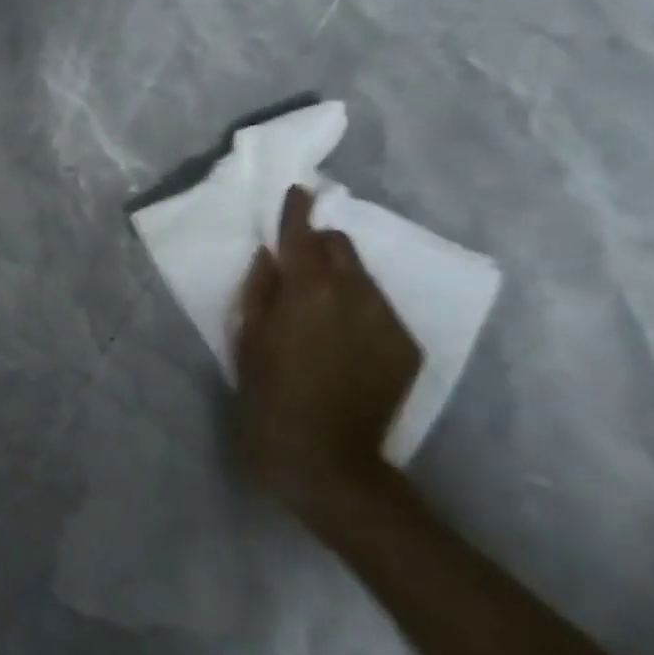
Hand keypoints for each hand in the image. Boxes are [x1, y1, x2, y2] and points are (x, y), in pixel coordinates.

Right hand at [234, 186, 420, 503]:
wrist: (327, 463)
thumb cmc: (268, 401)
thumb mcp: (246, 344)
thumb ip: (259, 292)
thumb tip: (270, 258)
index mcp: (309, 292)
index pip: (304, 235)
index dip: (296, 211)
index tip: (295, 191)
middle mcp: (356, 295)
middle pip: (342, 247)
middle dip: (320, 244)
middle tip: (297, 262)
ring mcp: (388, 321)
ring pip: (364, 277)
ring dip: (340, 276)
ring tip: (319, 303)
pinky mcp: (407, 347)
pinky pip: (380, 309)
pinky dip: (358, 308)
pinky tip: (342, 337)